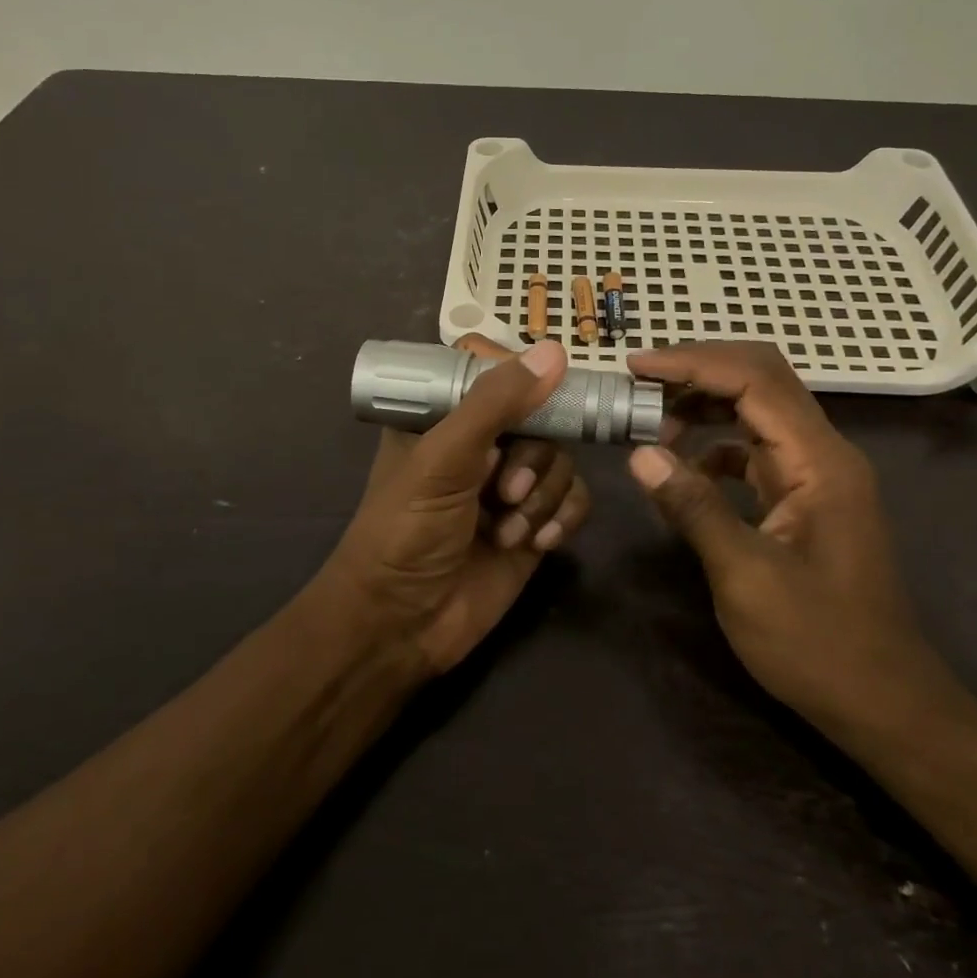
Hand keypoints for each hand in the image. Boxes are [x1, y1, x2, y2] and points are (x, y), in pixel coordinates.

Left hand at [327, 335, 591, 674]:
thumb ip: (495, 404)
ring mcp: (509, 483)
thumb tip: (556, 351)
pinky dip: (563, 517)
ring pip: (562, 459)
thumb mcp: (443, 459)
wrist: (402, 625)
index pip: (492, 369)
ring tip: (510, 530)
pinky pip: (574, 498)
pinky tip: (538, 544)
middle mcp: (480, 443)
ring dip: (542, 496)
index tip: (534, 401)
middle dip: (532, 458)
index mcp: (444, 415)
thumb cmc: (406, 530)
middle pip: (541, 416)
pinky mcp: (534, 522)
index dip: (519, 379)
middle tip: (504, 490)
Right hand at [625, 342, 965, 748]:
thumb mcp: (746, 576)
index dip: (693, 363)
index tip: (637, 366)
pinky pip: (755, 450)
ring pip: (757, 411)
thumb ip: (694, 507)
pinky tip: (684, 472)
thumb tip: (640, 453)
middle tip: (640, 383)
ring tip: (652, 422)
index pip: (755, 379)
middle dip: (698, 371)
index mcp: (820, 461)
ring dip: (705, 405)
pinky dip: (715, 446)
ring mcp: (816, 476)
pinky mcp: (804, 499)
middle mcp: (823, 454)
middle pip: (761, 379)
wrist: (884, 704)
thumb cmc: (818, 644)